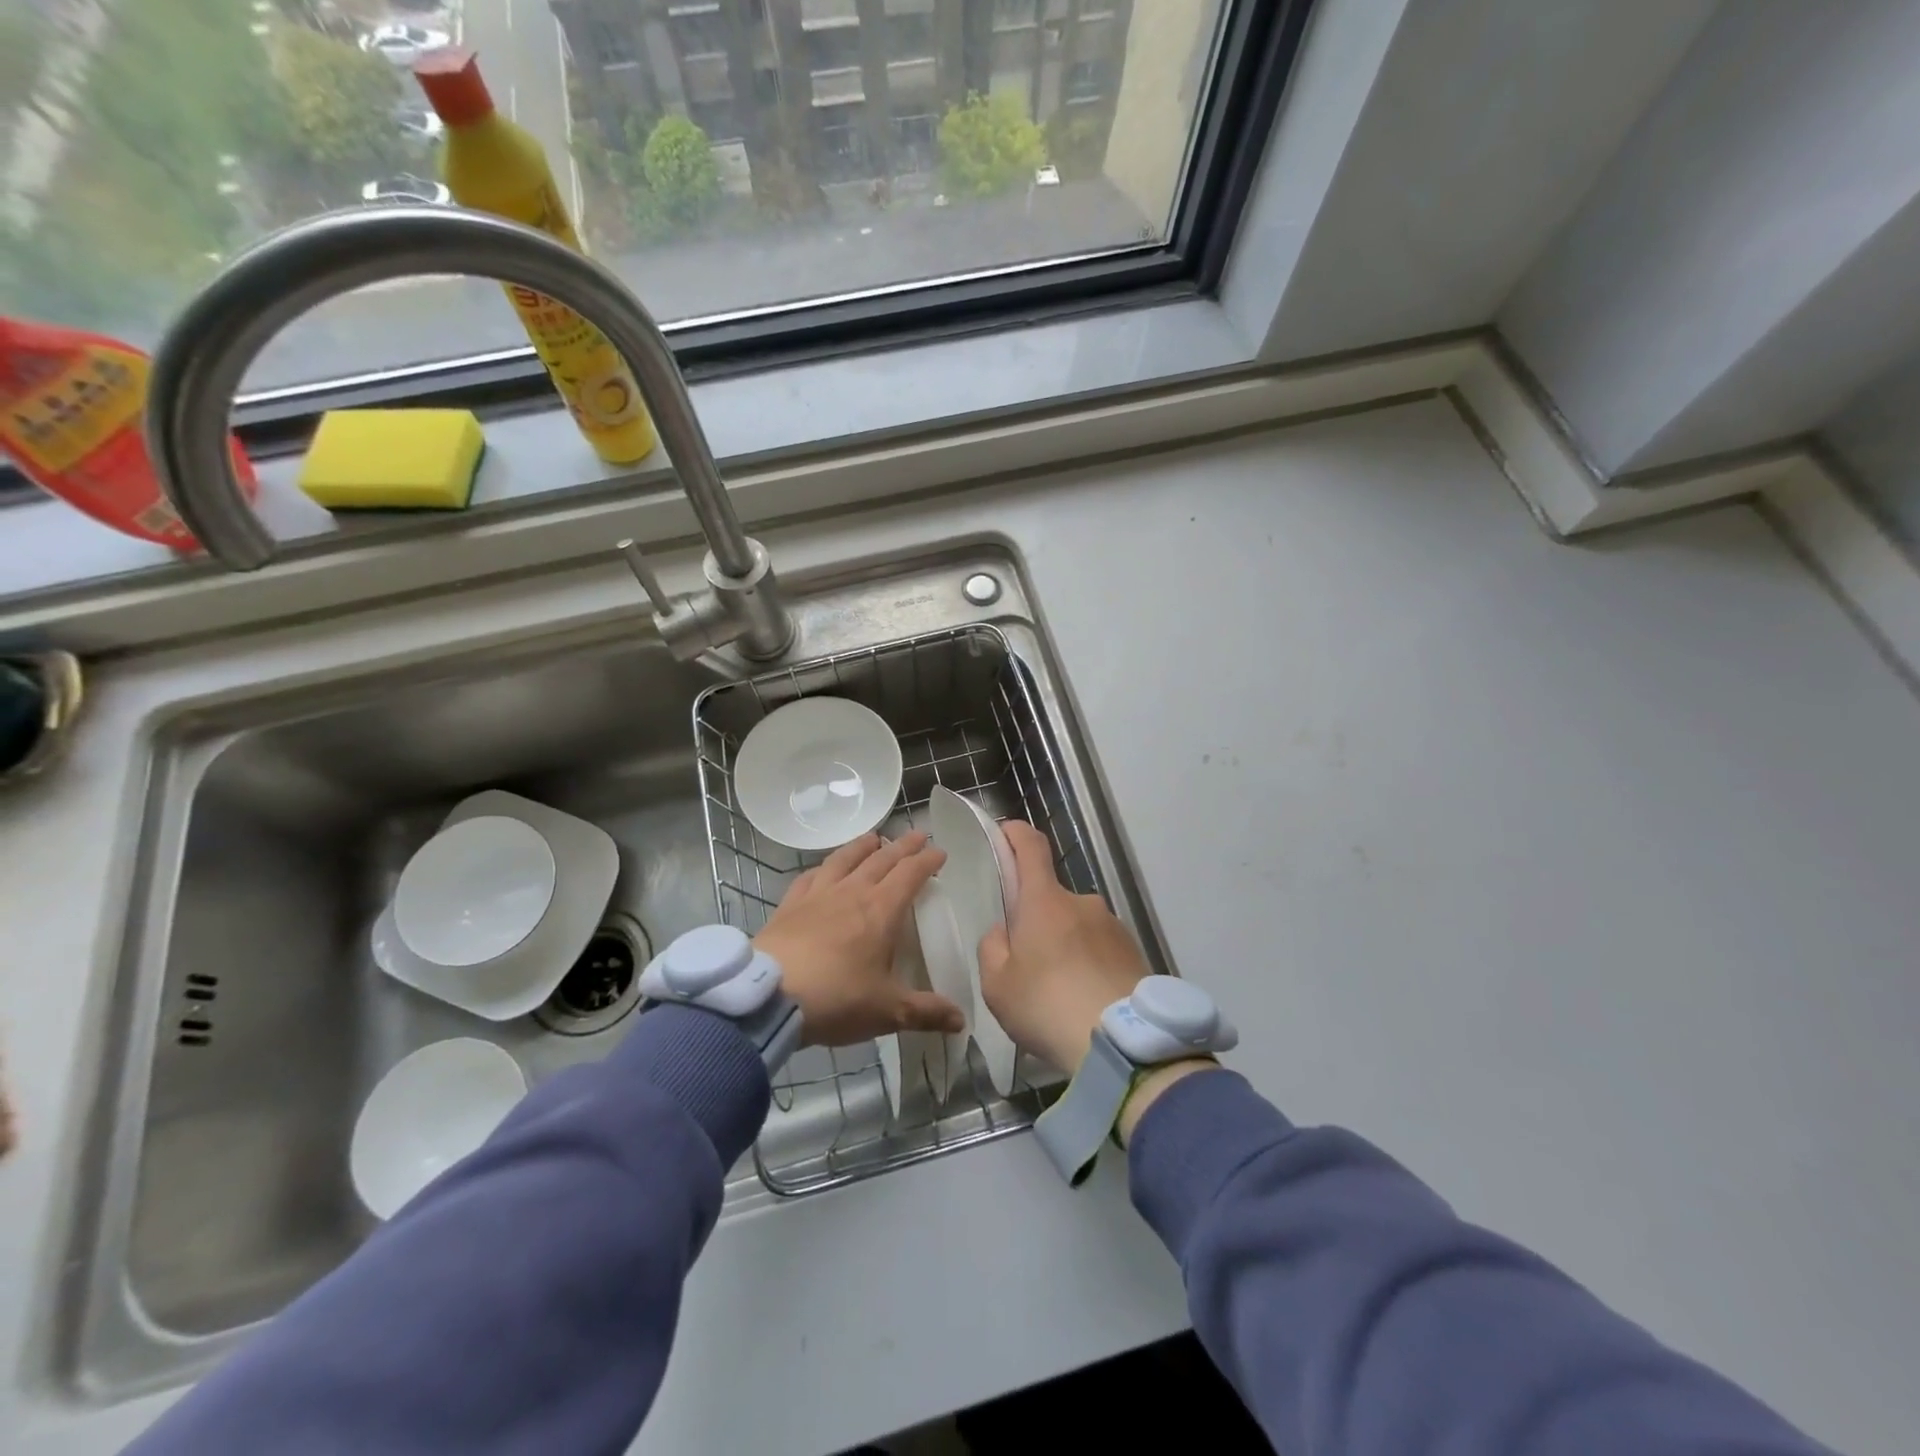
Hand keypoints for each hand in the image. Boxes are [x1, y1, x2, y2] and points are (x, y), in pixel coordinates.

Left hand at [755, 831, 966, 1047]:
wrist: (768, 997)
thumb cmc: (836, 999)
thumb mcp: (887, 1011)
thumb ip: (926, 1012)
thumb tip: (962, 1021)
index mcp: (882, 910)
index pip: (910, 874)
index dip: (927, 861)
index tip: (940, 852)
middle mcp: (852, 892)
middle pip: (882, 859)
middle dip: (903, 846)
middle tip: (918, 835)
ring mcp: (818, 895)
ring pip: (845, 859)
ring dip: (863, 846)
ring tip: (874, 839)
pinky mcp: (790, 904)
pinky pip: (811, 876)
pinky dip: (824, 867)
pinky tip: (824, 868)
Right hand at [976, 821, 1150, 1073]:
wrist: (1123, 1044)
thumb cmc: (1047, 1006)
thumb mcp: (997, 984)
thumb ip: (993, 948)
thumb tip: (1005, 931)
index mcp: (1044, 901)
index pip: (1031, 847)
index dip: (1016, 834)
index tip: (1006, 832)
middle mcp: (1082, 902)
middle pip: (1052, 899)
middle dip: (1038, 922)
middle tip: (1028, 967)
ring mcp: (1114, 926)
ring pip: (1078, 927)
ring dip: (1067, 947)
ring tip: (1061, 995)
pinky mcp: (1136, 953)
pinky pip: (1102, 950)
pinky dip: (1090, 966)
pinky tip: (1086, 1003)